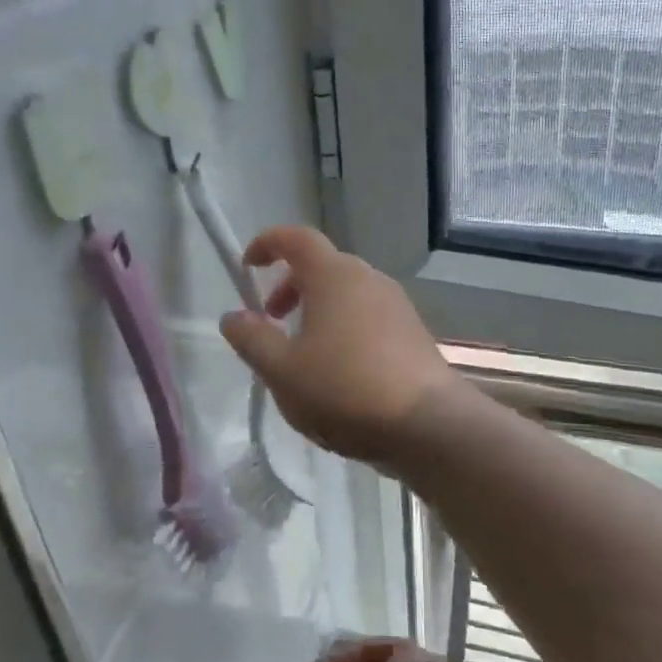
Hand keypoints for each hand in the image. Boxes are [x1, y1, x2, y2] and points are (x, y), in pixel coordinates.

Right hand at [219, 226, 460, 462]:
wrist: (428, 424)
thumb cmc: (345, 390)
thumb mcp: (282, 371)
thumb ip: (252, 339)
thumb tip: (233, 316)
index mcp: (334, 275)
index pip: (296, 237)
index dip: (267, 243)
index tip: (247, 266)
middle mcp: (368, 278)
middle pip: (322, 266)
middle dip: (290, 286)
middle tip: (272, 320)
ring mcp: (396, 304)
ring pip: (346, 293)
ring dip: (317, 310)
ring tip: (303, 353)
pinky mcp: (413, 331)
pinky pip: (368, 315)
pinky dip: (344, 327)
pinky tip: (340, 372)